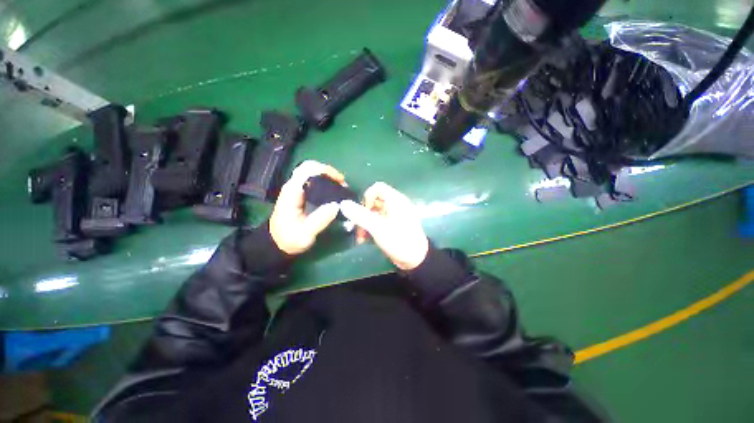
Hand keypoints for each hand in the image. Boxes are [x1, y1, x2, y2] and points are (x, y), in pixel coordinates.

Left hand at [270, 161, 345, 254]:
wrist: (277, 243)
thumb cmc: (289, 239)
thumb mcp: (305, 234)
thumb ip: (320, 220)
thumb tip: (336, 205)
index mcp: (292, 192)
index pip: (307, 170)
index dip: (325, 170)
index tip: (340, 181)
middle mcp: (293, 187)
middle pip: (310, 168)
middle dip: (329, 172)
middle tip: (343, 184)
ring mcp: (296, 190)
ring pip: (312, 173)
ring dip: (328, 177)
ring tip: (341, 189)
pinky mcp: (300, 194)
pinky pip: (313, 182)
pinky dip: (325, 183)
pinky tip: (334, 193)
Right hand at [340, 182, 428, 270]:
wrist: (416, 260)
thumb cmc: (399, 240)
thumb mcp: (378, 228)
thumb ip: (360, 215)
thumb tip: (343, 203)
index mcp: (396, 200)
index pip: (378, 188)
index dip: (367, 197)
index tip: (362, 211)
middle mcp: (396, 205)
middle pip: (375, 201)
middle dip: (363, 213)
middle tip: (357, 227)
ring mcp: (395, 216)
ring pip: (375, 213)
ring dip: (365, 223)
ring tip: (360, 238)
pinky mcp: (393, 226)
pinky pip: (379, 222)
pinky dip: (371, 228)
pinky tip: (366, 240)